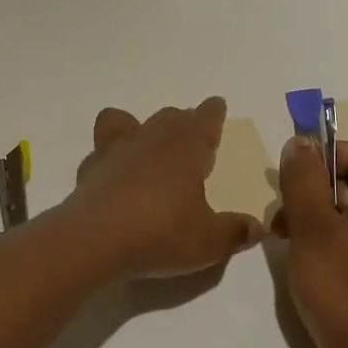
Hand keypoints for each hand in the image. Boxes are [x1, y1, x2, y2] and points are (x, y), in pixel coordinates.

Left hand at [61, 98, 266, 280]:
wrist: (94, 239)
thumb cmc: (161, 232)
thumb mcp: (209, 241)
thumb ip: (235, 232)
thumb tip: (258, 227)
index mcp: (187, 145)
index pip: (205, 117)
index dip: (213, 113)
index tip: (217, 107)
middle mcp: (152, 137)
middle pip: (169, 117)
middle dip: (181, 122)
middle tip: (190, 137)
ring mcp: (116, 149)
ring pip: (128, 121)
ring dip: (139, 127)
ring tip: (145, 146)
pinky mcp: (90, 168)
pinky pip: (102, 152)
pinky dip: (110, 159)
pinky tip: (115, 179)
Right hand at [276, 137, 347, 347]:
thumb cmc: (343, 290)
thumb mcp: (313, 228)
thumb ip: (304, 179)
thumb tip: (300, 141)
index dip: (320, 157)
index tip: (289, 179)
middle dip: (312, 191)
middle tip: (281, 218)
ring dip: (314, 215)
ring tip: (286, 239)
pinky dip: (328, 237)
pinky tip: (305, 257)